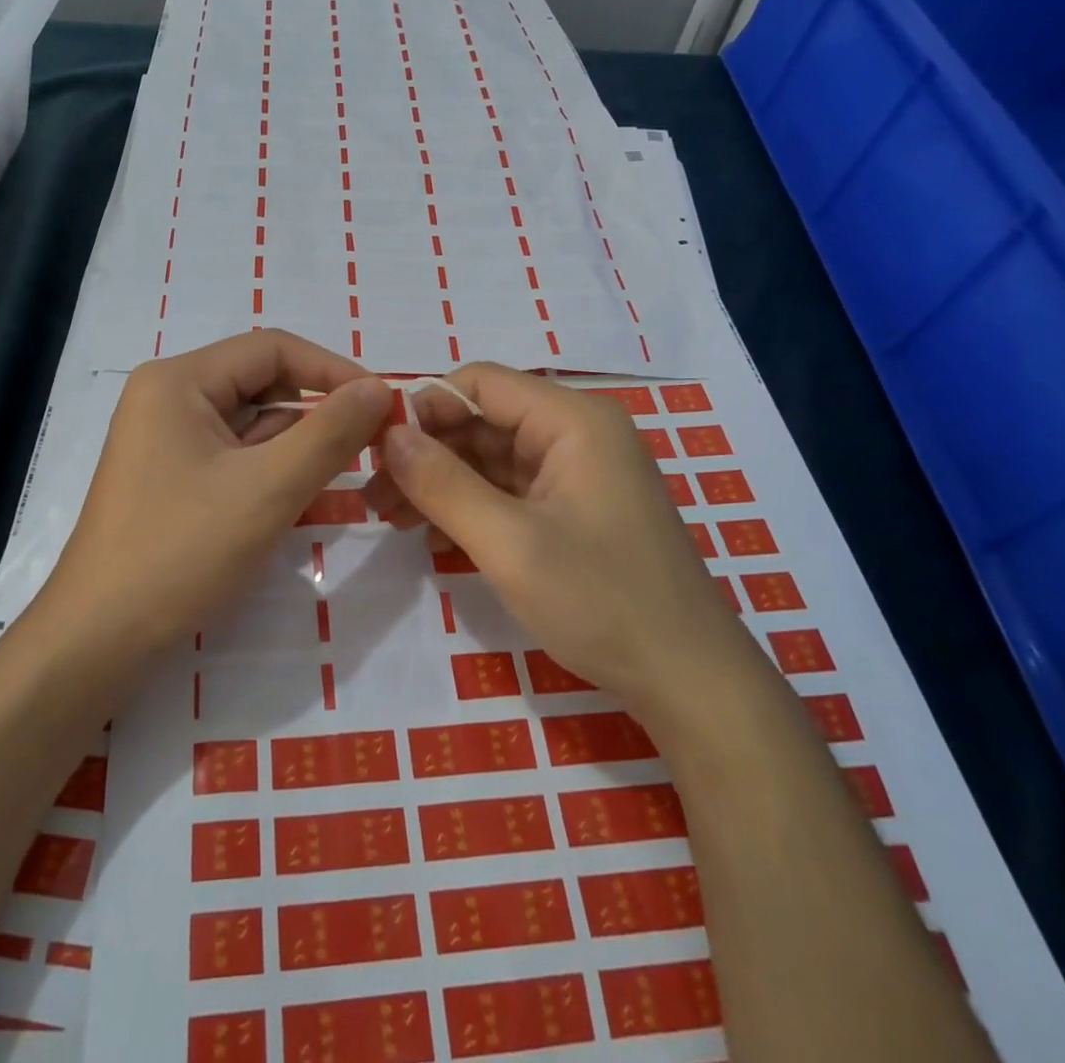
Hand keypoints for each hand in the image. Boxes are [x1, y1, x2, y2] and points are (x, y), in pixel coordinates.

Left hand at [29, 330, 391, 662]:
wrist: (99, 640)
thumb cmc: (181, 553)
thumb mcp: (268, 489)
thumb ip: (330, 433)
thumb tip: (379, 388)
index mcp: (179, 381)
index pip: (273, 349)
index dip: (334, 370)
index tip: (383, 404)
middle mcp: (169, 398)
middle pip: (262, 384)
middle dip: (317, 412)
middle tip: (372, 443)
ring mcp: (168, 439)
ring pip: (252, 424)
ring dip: (299, 445)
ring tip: (345, 472)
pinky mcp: (173, 477)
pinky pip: (236, 456)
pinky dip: (273, 470)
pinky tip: (305, 496)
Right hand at [364, 364, 757, 727]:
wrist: (689, 682)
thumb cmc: (602, 602)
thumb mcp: (510, 543)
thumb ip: (444, 483)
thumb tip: (389, 436)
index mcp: (572, 420)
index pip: (480, 383)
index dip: (425, 409)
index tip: (377, 450)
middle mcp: (575, 433)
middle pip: (482, 420)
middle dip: (426, 453)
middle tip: (375, 496)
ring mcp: (576, 472)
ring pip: (489, 457)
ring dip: (440, 482)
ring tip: (390, 518)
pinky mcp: (572, 508)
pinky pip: (508, 490)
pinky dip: (469, 506)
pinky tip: (432, 535)